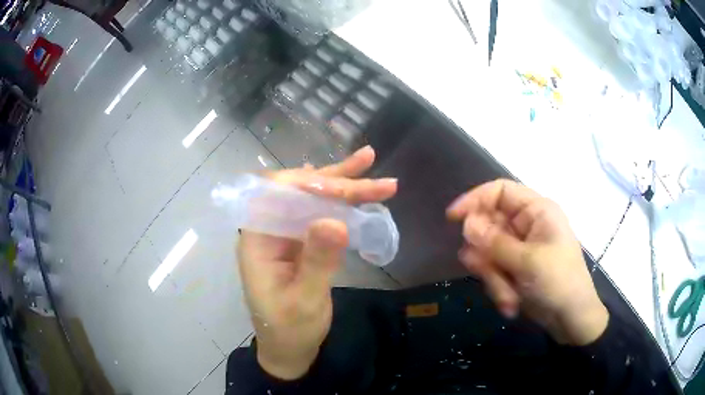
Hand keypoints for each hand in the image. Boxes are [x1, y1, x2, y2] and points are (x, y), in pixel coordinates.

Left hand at [237, 146, 396, 379]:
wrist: (290, 348)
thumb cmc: (291, 329)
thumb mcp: (305, 301)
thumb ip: (317, 262)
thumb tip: (334, 220)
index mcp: (257, 240)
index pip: (275, 193)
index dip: (307, 182)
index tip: (341, 184)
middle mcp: (268, 229)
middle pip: (298, 191)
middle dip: (335, 179)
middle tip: (371, 164)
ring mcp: (285, 234)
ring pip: (311, 198)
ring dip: (341, 181)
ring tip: (370, 160)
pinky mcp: (300, 241)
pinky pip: (320, 213)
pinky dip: (341, 200)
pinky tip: (353, 184)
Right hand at [447, 179, 607, 345]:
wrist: (571, 319)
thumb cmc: (559, 282)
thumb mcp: (527, 262)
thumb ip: (495, 243)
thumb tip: (466, 224)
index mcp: (537, 211)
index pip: (501, 191)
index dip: (476, 199)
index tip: (453, 218)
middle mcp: (527, 225)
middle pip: (490, 227)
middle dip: (487, 255)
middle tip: (489, 272)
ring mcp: (520, 249)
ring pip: (489, 253)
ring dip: (494, 277)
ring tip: (509, 297)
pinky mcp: (515, 269)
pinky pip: (495, 271)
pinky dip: (499, 288)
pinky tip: (511, 304)